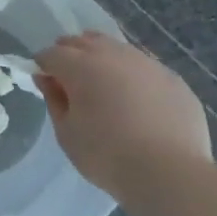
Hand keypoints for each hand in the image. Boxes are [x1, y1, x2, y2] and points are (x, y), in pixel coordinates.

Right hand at [35, 32, 212, 194]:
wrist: (170, 173)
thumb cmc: (107, 156)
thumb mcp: (66, 133)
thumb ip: (54, 100)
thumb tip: (47, 79)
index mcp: (81, 66)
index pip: (52, 54)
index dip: (43, 65)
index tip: (45, 83)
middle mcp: (113, 55)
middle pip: (84, 42)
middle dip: (71, 54)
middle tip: (70, 80)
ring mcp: (147, 64)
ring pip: (117, 49)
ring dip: (103, 60)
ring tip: (104, 87)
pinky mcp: (173, 79)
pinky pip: (145, 68)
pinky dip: (133, 76)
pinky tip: (137, 100)